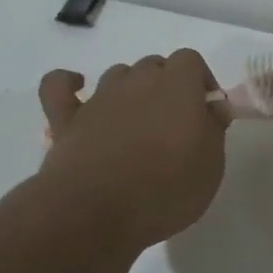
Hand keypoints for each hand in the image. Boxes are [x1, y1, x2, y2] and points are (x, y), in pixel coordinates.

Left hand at [37, 50, 228, 247]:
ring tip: (138, 122)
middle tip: (174, 123)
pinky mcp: (66, 119)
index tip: (207, 110)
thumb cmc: (166, 190)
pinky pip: (59, 87)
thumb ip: (213, 129)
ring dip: (130, 90)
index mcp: (177, 86)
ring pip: (117, 75)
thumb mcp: (211, 166)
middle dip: (167, 85)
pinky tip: (76, 89)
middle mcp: (137, 81)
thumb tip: (212, 106)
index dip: (200, 80)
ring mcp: (99, 98)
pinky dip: (68, 83)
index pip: (191, 60)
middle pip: (154, 65)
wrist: (96, 212)